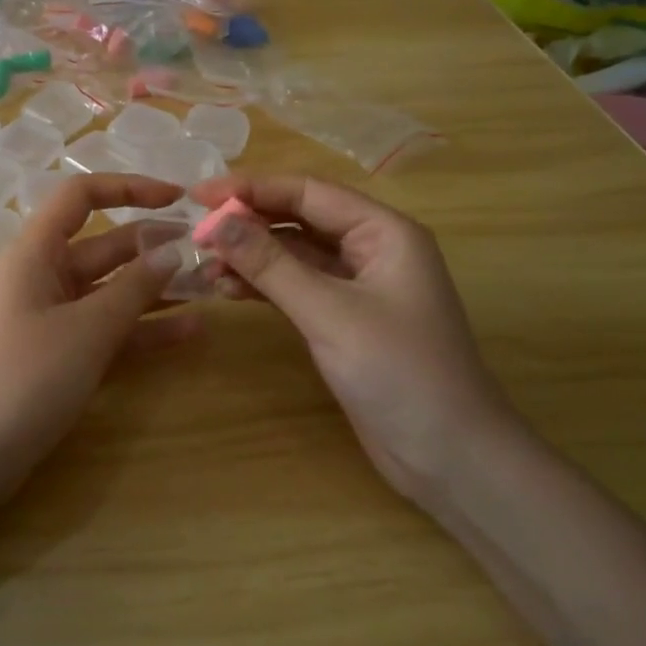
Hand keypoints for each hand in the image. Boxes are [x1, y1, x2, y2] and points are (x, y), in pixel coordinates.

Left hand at [0, 174, 201, 500]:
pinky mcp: (60, 354)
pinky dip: (143, 329)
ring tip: (210, 288)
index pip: (81, 196)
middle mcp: (43, 276)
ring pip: (111, 290)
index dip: (129, 188)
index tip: (178, 197)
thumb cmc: (24, 377)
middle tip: (209, 252)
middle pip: (105, 245)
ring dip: (156, 288)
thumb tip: (173, 250)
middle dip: (154, 245)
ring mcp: (52, 317)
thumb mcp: (87, 328)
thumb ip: (134, 288)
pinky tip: (190, 332)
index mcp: (36, 253)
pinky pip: (107, 330)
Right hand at [192, 174, 522, 500]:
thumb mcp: (329, 313)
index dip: (251, 189)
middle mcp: (371, 249)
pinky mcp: (343, 319)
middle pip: (299, 219)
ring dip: (252, 256)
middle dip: (249, 223)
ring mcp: (357, 286)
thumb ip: (271, 264)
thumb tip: (216, 221)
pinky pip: (296, 287)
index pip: (308, 192)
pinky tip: (229, 291)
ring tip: (206, 267)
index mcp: (384, 232)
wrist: (449, 457)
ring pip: (294, 254)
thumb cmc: (399, 373)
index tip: (199, 194)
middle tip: (196, 232)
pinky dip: (263, 286)